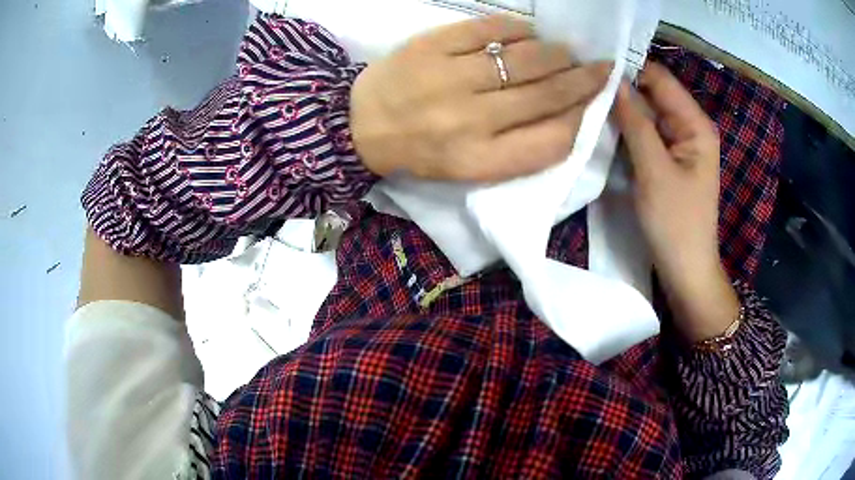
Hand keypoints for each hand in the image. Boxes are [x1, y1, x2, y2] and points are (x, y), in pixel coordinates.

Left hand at [350, 15, 610, 182]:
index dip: (582, 119)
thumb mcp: (469, 169)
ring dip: (557, 53)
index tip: (594, 104)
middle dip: (583, 80)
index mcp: (479, 161)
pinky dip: (518, 29)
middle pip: (546, 95)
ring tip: (569, 52)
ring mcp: (450, 79)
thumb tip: (569, 115)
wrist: (358, 126)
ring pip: (525, 59)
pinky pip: (488, 29)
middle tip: (601, 68)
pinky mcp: (432, 47)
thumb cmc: (419, 151)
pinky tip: (529, 34)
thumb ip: (519, 149)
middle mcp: (470, 122)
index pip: (553, 142)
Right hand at [614, 63, 737, 341]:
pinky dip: (627, 131)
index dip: (629, 68)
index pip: (660, 78)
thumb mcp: (654, 170)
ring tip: (587, 104)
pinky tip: (603, 129)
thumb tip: (612, 82)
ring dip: (621, 111)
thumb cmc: (676, 224)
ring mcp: (679, 144)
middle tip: (583, 87)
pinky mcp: (669, 160)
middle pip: (653, 94)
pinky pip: (646, 135)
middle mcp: (690, 127)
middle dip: (622, 90)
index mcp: (696, 124)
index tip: (591, 67)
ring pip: (647, 114)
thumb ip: (635, 123)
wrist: (686, 271)